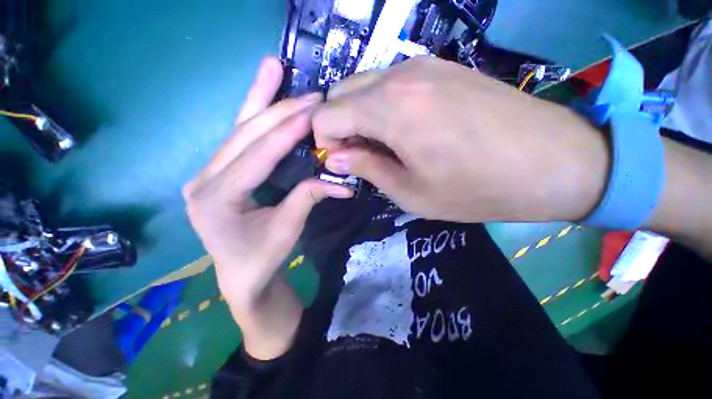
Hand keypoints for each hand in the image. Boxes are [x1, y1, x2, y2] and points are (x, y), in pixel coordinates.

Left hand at [183, 57, 351, 358]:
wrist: (241, 275)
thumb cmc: (261, 259)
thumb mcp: (287, 230)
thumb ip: (308, 198)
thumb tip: (339, 181)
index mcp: (216, 198)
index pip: (258, 154)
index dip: (288, 132)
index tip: (314, 111)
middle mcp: (204, 178)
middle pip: (245, 134)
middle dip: (279, 110)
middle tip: (310, 93)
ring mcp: (208, 172)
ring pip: (238, 128)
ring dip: (259, 98)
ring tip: (273, 67)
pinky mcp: (219, 172)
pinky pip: (239, 138)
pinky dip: (253, 114)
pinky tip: (262, 93)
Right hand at [313, 57, 610, 222]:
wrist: (555, 161)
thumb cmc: (477, 188)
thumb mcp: (410, 193)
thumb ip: (365, 168)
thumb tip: (335, 157)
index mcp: (390, 109)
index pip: (326, 114)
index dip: (324, 141)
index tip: (341, 162)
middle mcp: (399, 76)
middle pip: (340, 92)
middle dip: (339, 125)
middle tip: (360, 154)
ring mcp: (422, 66)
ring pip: (364, 85)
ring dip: (360, 115)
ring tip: (383, 144)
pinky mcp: (441, 67)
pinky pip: (390, 82)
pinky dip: (381, 105)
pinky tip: (405, 128)